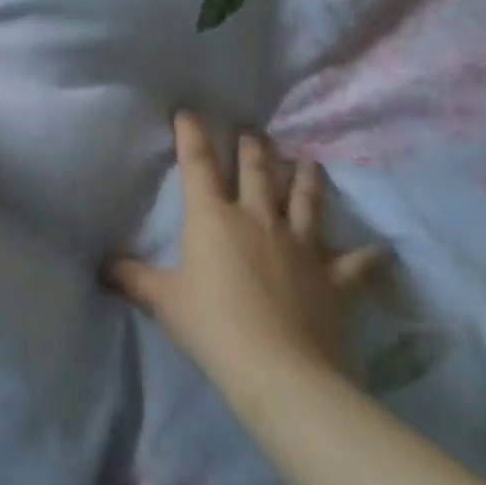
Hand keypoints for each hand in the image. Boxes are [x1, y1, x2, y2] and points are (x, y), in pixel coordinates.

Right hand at [108, 113, 389, 389]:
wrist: (280, 372)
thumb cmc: (213, 327)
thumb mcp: (163, 301)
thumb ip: (132, 278)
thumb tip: (102, 264)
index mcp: (214, 218)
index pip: (199, 164)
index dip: (192, 135)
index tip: (190, 112)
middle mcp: (258, 219)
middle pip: (257, 172)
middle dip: (254, 148)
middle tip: (254, 133)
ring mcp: (301, 246)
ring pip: (305, 201)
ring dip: (307, 180)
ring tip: (309, 162)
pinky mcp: (335, 279)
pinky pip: (357, 264)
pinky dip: (370, 257)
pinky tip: (383, 250)